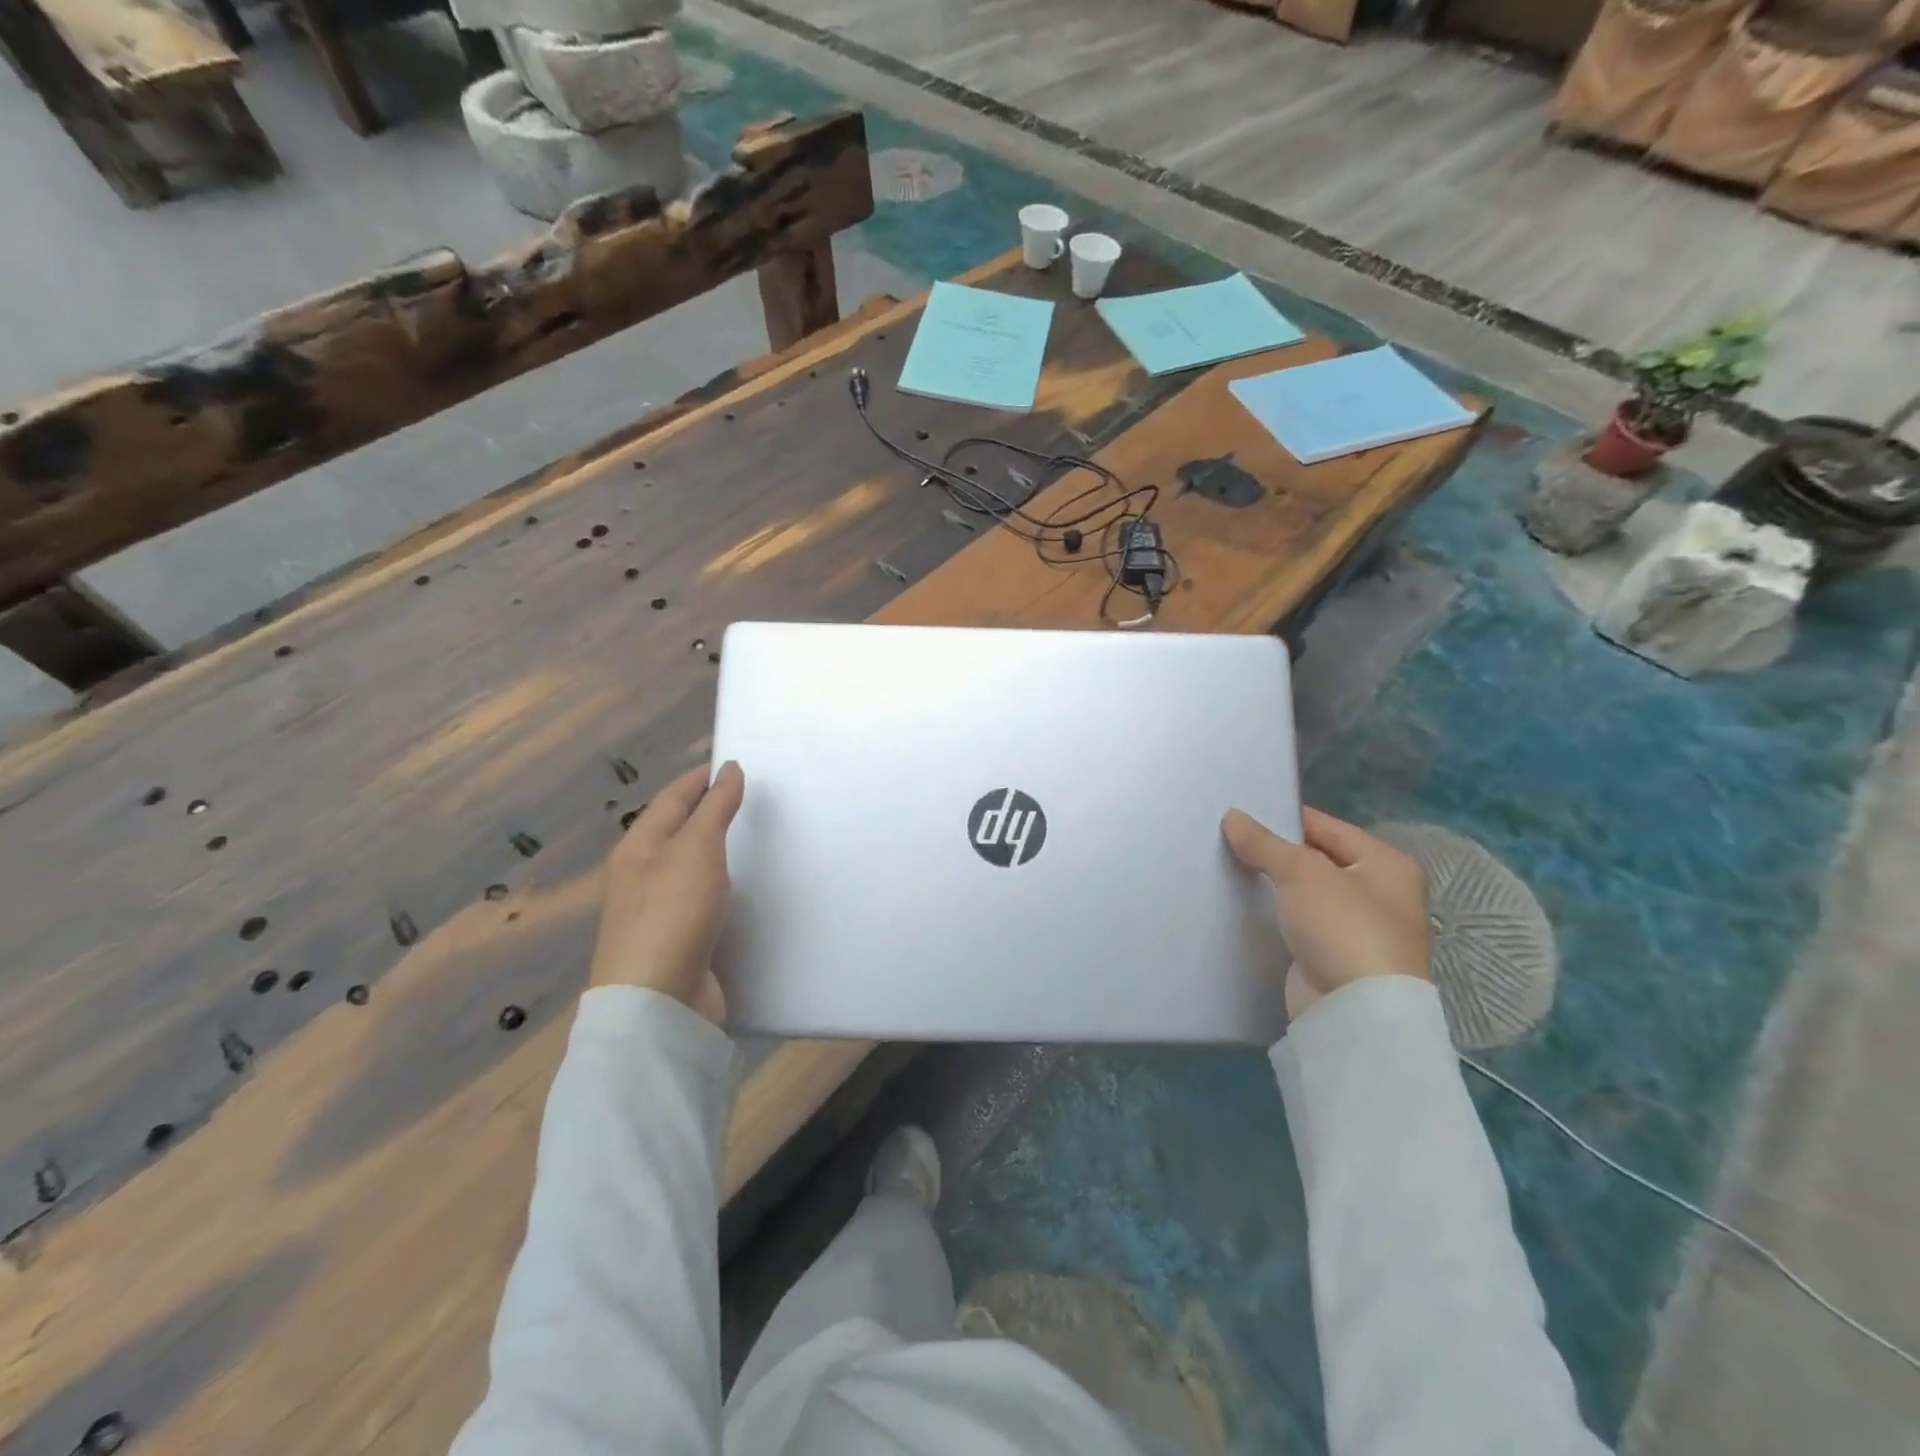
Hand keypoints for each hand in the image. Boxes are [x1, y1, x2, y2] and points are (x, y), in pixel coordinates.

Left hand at [590, 762, 744, 1022]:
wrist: (657, 1003)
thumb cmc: (672, 913)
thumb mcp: (696, 849)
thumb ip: (715, 808)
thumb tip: (729, 768)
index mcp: (638, 848)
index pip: (672, 799)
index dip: (700, 779)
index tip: (734, 764)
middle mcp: (643, 876)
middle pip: (679, 832)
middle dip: (710, 813)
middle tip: (754, 800)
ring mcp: (659, 912)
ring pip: (693, 869)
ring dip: (720, 852)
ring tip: (758, 840)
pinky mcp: (680, 942)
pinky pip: (706, 902)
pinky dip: (726, 888)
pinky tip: (747, 892)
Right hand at [1222, 805, 1430, 1019]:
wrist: (1355, 1010)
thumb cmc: (1343, 926)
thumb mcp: (1301, 872)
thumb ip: (1265, 843)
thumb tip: (1232, 816)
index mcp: (1387, 864)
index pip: (1328, 827)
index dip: (1286, 818)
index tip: (1243, 813)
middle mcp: (1379, 893)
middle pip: (1317, 860)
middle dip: (1276, 853)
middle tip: (1229, 839)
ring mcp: (1358, 929)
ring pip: (1306, 894)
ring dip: (1274, 885)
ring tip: (1228, 867)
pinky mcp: (1334, 957)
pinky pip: (1299, 923)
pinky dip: (1276, 914)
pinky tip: (1243, 904)